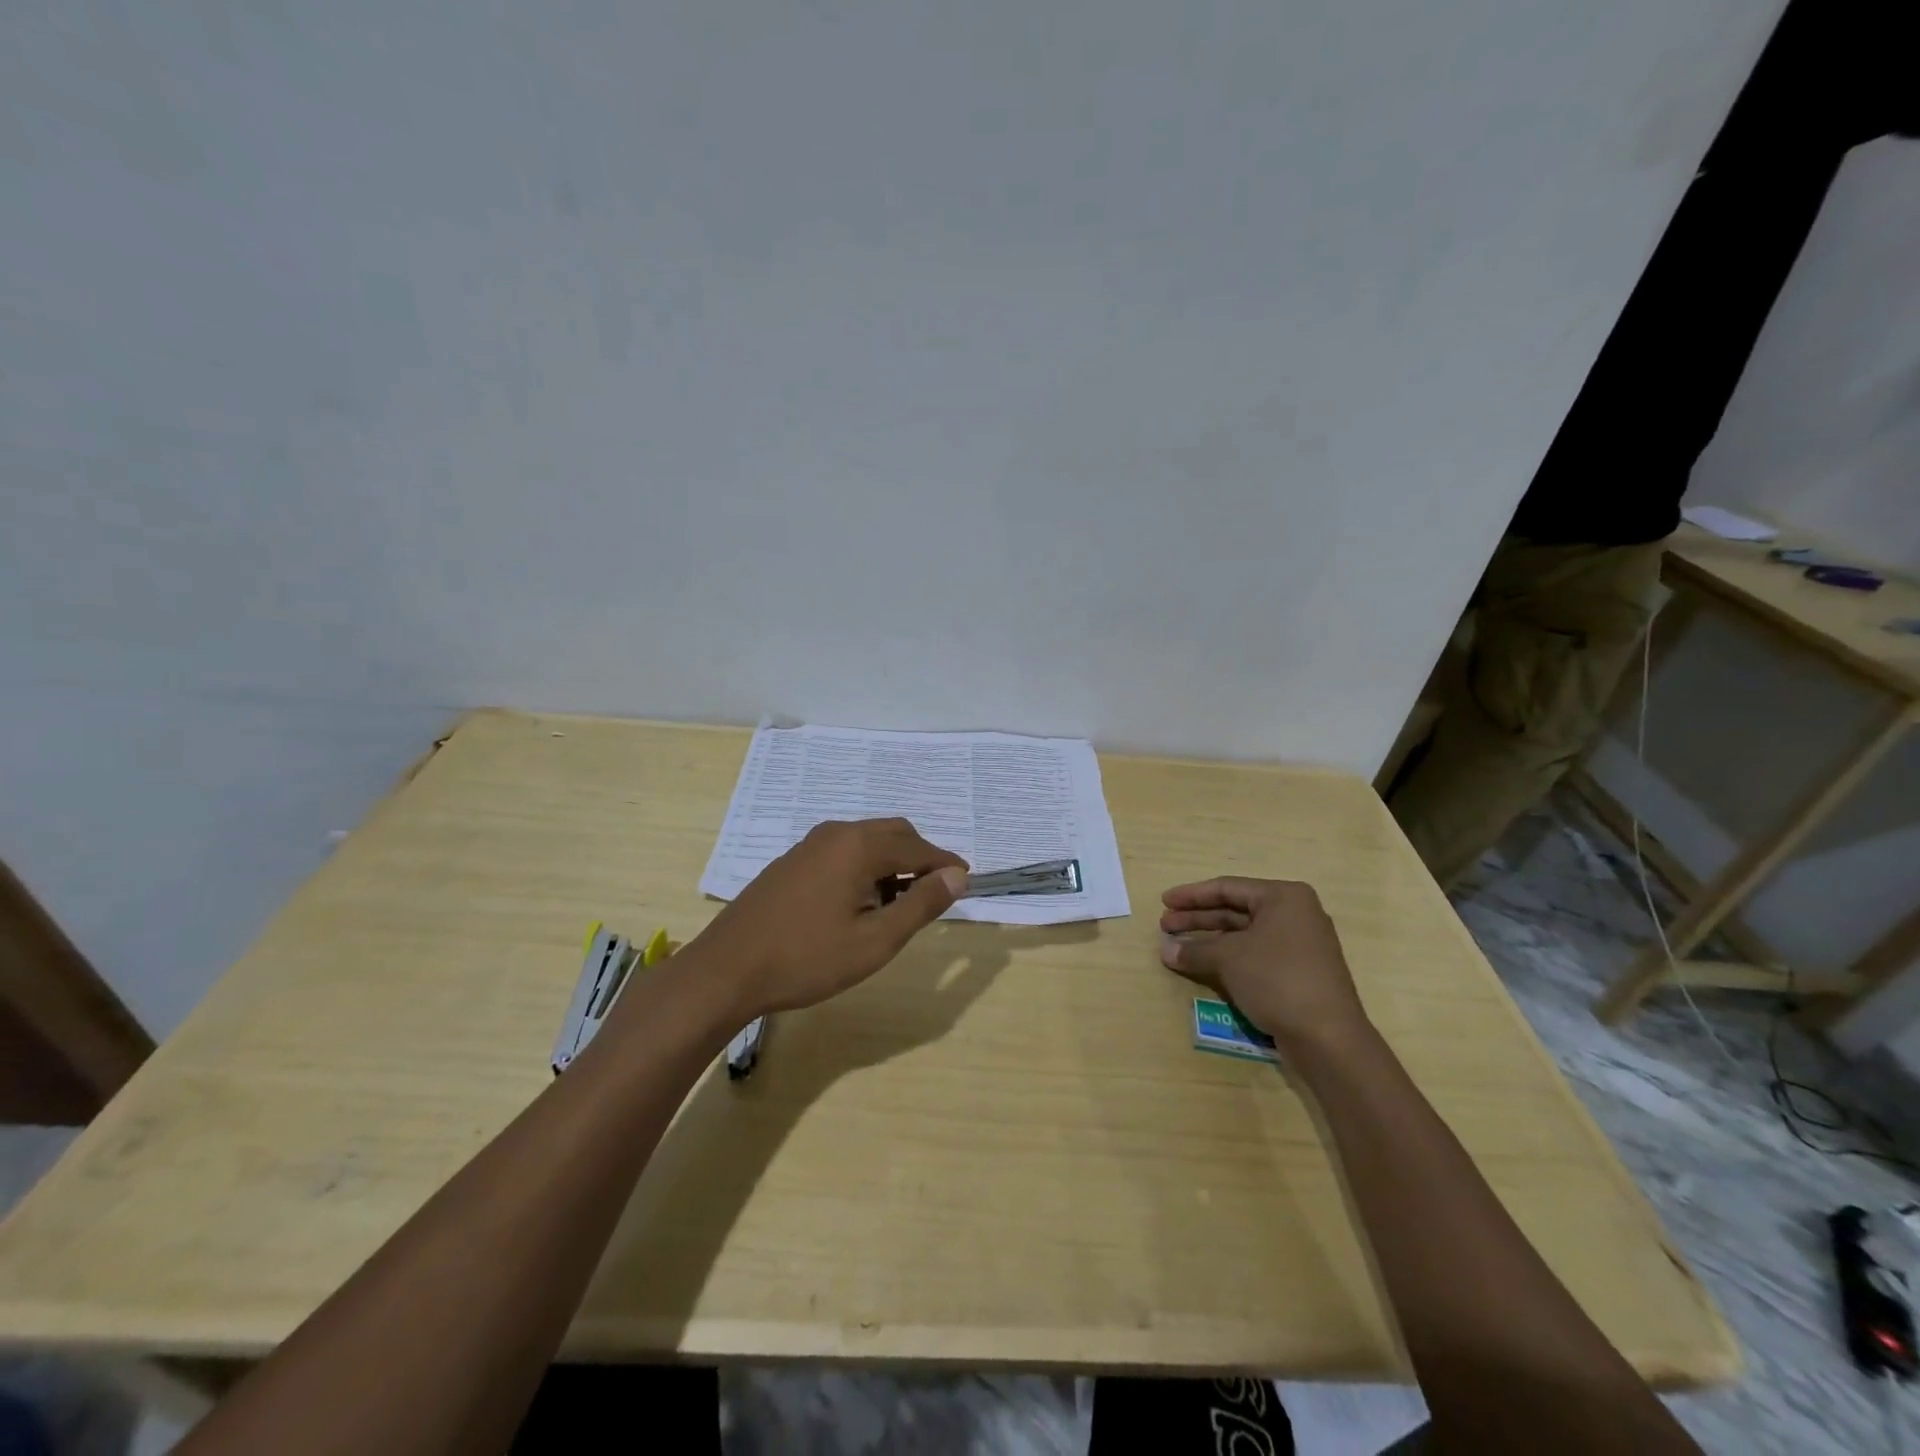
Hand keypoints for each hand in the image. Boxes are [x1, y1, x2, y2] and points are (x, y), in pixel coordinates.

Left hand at [688, 818, 968, 1020]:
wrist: (727, 969)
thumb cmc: (807, 959)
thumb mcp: (875, 941)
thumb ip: (920, 905)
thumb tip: (957, 876)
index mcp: (859, 846)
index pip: (919, 848)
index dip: (946, 865)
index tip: (967, 883)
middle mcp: (837, 833)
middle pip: (895, 834)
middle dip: (920, 859)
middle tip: (935, 895)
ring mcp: (810, 844)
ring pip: (868, 841)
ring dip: (892, 863)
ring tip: (898, 906)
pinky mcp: (793, 860)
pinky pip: (844, 851)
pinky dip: (866, 867)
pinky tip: (859, 903)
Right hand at [1158, 877, 1368, 1046]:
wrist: (1328, 1038)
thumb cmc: (1277, 979)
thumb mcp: (1229, 959)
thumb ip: (1194, 950)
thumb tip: (1165, 951)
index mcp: (1284, 897)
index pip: (1228, 888)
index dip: (1192, 895)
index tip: (1164, 902)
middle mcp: (1295, 914)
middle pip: (1235, 910)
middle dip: (1198, 918)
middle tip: (1165, 926)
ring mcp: (1299, 944)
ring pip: (1243, 934)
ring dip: (1209, 940)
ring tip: (1176, 947)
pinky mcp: (1298, 972)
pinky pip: (1255, 954)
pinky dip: (1227, 957)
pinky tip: (1204, 965)